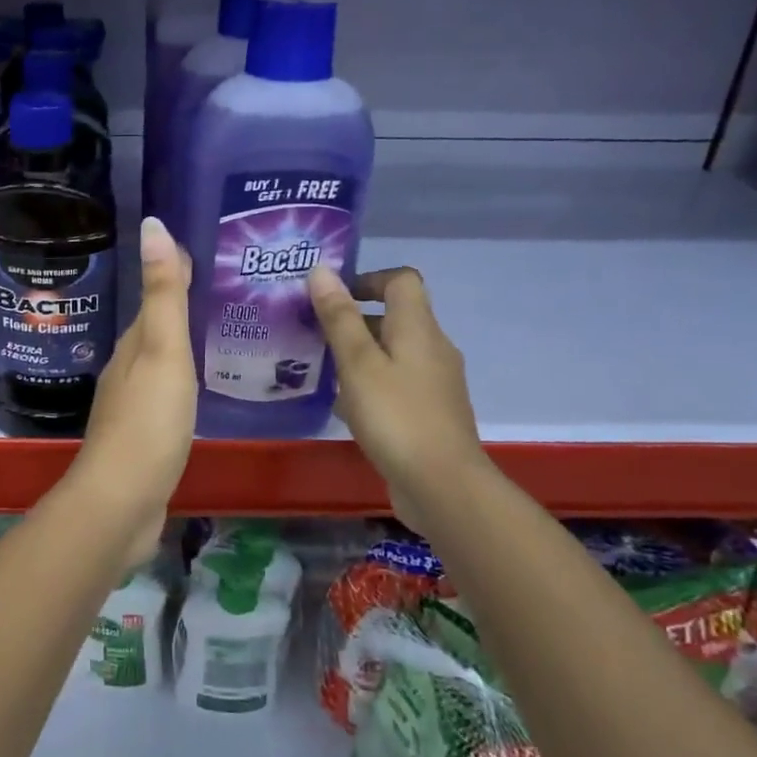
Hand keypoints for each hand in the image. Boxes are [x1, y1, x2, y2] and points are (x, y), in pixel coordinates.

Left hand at [69, 217, 196, 551]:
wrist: (122, 502)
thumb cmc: (148, 422)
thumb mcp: (162, 352)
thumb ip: (163, 294)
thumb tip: (153, 224)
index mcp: (133, 345)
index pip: (155, 296)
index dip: (176, 270)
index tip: (207, 248)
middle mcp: (128, 368)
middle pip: (156, 326)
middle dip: (183, 304)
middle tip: (228, 286)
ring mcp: (134, 404)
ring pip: (161, 360)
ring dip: (183, 342)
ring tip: (222, 328)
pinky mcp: (144, 436)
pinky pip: (168, 393)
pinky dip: (184, 379)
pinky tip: (202, 386)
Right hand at [307, 264, 488, 506]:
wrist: (443, 486)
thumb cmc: (396, 416)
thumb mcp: (358, 364)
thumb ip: (340, 317)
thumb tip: (322, 270)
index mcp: (418, 328)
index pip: (401, 281)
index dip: (367, 279)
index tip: (331, 296)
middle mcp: (432, 348)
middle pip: (396, 316)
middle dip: (354, 318)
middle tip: (313, 331)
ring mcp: (435, 383)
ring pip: (394, 352)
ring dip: (359, 353)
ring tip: (320, 367)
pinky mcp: (430, 413)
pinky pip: (397, 383)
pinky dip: (370, 383)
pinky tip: (344, 406)